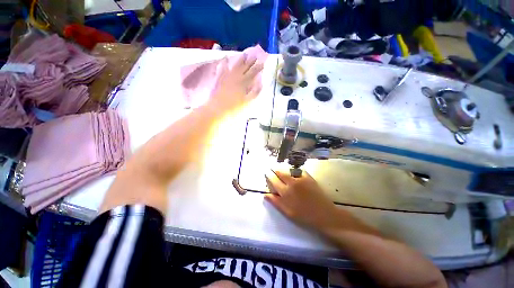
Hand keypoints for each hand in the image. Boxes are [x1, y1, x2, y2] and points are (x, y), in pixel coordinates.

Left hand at [208, 54, 263, 113]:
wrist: (217, 109)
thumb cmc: (234, 107)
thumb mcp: (248, 102)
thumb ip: (255, 92)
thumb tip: (261, 82)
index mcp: (244, 83)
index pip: (253, 73)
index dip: (258, 67)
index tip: (263, 63)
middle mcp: (236, 77)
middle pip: (245, 67)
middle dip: (251, 61)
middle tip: (255, 55)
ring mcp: (227, 76)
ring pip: (235, 65)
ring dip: (240, 59)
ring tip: (244, 54)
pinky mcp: (219, 78)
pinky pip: (222, 68)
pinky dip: (224, 62)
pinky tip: (225, 57)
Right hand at [265, 170, 339, 231]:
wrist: (325, 215)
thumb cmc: (304, 216)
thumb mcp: (287, 212)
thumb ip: (275, 202)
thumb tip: (265, 194)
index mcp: (285, 192)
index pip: (273, 180)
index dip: (269, 175)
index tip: (267, 173)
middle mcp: (291, 183)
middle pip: (280, 173)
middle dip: (275, 170)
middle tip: (273, 170)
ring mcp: (301, 179)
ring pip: (288, 170)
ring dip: (284, 170)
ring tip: (283, 171)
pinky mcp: (309, 177)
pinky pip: (299, 171)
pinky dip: (295, 171)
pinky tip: (295, 173)